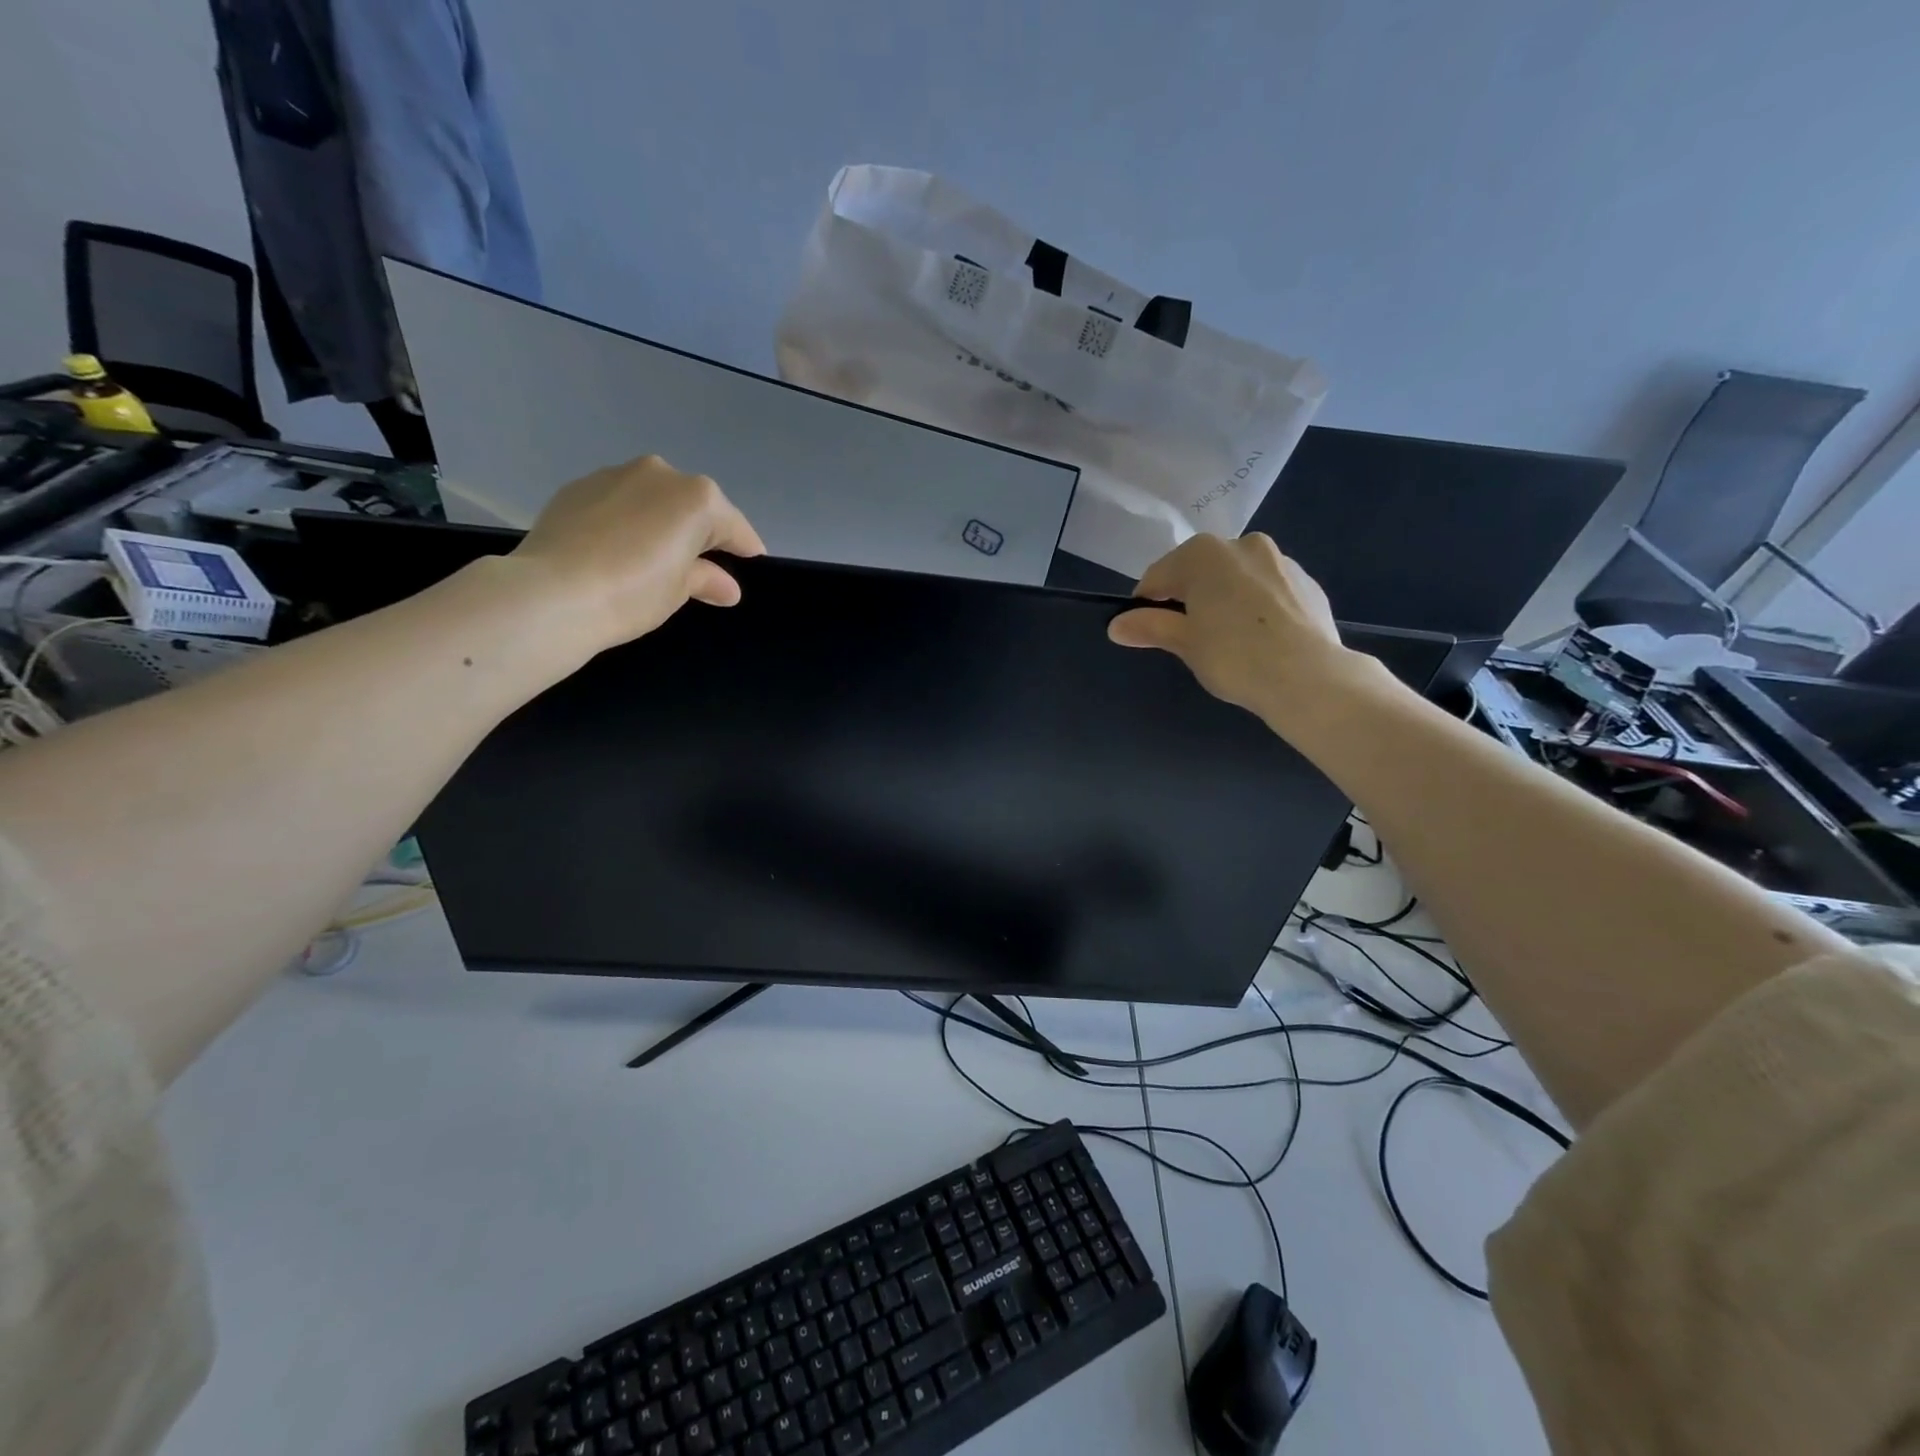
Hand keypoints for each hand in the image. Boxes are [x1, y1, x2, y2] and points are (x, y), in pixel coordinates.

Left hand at [509, 454, 766, 651]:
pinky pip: (619, 502)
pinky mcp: (578, 487)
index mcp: (697, 498)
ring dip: (660, 522)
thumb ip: (707, 579)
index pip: (734, 528)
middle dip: (699, 533)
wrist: (552, 593)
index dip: (744, 551)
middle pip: (694, 506)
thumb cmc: (633, 592)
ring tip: (651, 559)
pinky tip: (617, 550)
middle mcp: (660, 473)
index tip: (749, 570)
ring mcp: (615, 474)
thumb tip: (725, 586)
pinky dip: (627, 520)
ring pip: (653, 498)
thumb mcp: (679, 590)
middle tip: (696, 568)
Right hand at [1107, 533, 1353, 727]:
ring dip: (1224, 599)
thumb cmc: (1233, 656)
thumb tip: (1116, 625)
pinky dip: (1255, 606)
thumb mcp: (1184, 643)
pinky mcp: (1307, 582)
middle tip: (1189, 637)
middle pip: (1199, 571)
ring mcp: (1280, 560)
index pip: (1159, 576)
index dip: (1146, 604)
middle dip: (1189, 597)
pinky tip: (1259, 638)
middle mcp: (1242, 544)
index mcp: (1204, 553)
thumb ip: (1150, 627)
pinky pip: (1267, 590)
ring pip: (1236, 578)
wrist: (1308, 676)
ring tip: (1227, 639)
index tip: (1146, 631)